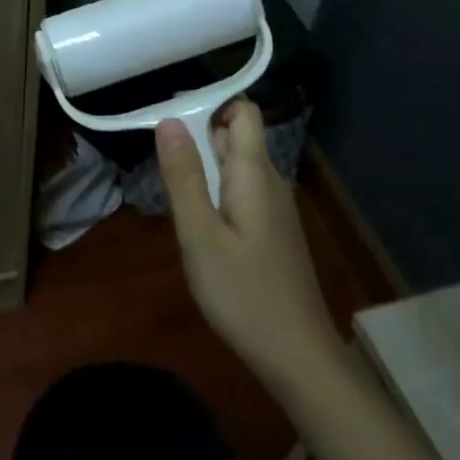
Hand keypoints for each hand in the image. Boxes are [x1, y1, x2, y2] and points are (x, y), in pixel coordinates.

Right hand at [157, 100, 339, 387]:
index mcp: (254, 174)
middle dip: (201, 135)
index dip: (212, 105)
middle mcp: (270, 182)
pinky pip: (243, 191)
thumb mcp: (199, 235)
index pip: (244, 112)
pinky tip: (199, 219)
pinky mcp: (273, 232)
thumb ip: (184, 177)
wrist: (297, 355)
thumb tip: (169, 120)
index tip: (173, 117)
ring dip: (206, 165)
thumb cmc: (243, 293)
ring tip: (173, 184)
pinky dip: (218, 190)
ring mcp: (275, 209)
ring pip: (239, 166)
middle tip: (161, 156)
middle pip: (238, 137)